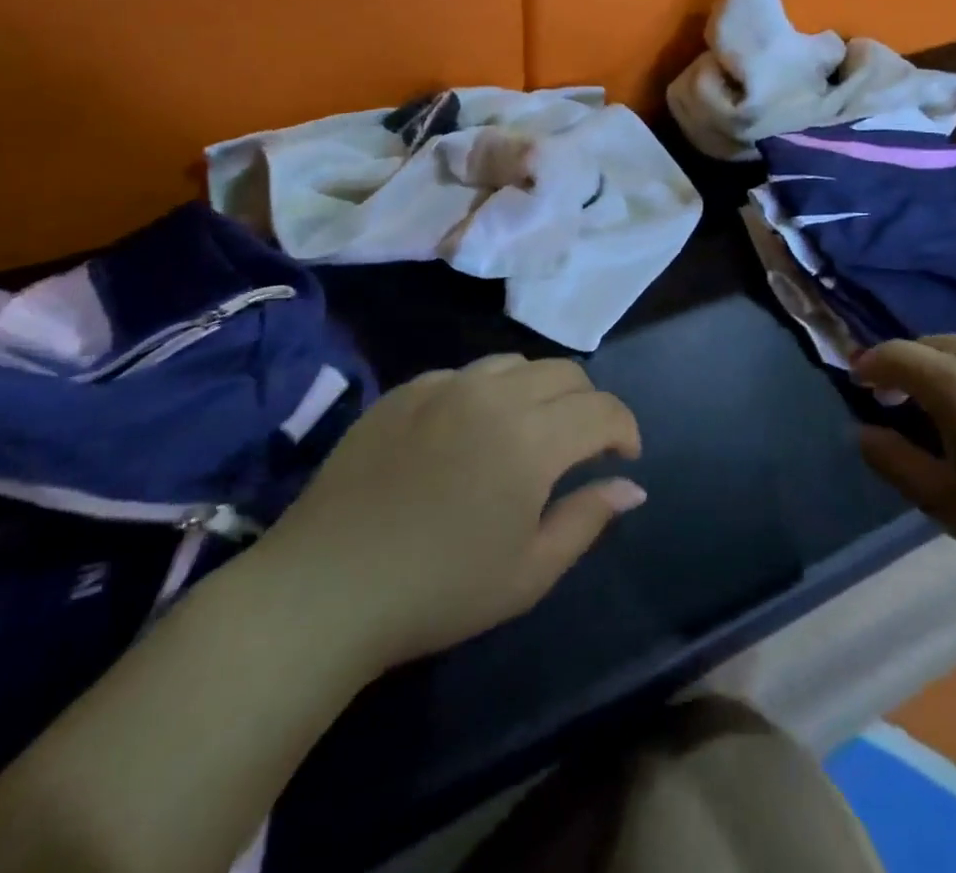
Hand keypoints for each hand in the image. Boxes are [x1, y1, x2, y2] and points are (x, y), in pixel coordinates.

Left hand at [256, 354, 643, 674]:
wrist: (324, 589)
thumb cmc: (438, 591)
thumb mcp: (529, 572)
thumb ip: (588, 519)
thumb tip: (631, 486)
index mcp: (532, 439)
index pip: (603, 409)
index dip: (625, 429)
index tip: (624, 457)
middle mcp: (494, 395)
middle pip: (565, 373)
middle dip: (588, 404)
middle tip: (581, 447)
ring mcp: (445, 385)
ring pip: (516, 364)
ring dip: (539, 391)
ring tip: (528, 432)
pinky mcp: (405, 390)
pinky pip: (464, 374)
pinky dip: (487, 392)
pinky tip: (469, 432)